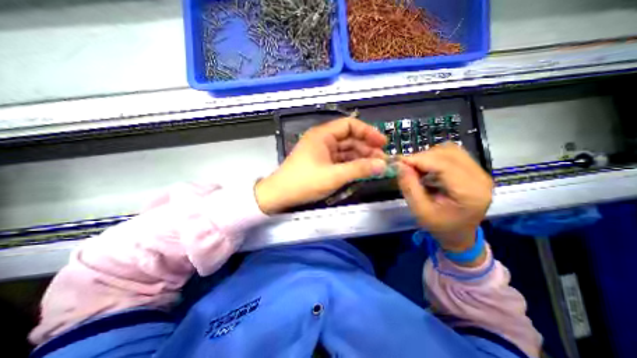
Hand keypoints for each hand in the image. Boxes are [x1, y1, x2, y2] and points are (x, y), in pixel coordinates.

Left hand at [256, 117, 388, 213]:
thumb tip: (383, 165)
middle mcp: (323, 140)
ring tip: (376, 167)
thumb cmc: (304, 182)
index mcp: (323, 135)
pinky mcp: (321, 163)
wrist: (279, 195)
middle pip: (349, 139)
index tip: (383, 142)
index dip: (368, 132)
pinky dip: (351, 165)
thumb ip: (359, 169)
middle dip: (367, 148)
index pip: (350, 125)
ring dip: (360, 157)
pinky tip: (362, 171)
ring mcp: (321, 152)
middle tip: (382, 160)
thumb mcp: (334, 176)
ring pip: (345, 151)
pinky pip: (340, 160)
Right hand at [397, 143, 491, 253]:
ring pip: (450, 150)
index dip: (419, 160)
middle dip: (422, 157)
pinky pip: (453, 154)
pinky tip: (427, 169)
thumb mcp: (420, 211)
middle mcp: (480, 178)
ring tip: (417, 169)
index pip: (443, 165)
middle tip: (406, 167)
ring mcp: (480, 172)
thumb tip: (399, 165)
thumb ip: (409, 186)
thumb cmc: (440, 227)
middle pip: (448, 153)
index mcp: (470, 192)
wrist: (460, 235)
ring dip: (429, 156)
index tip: (399, 162)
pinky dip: (435, 158)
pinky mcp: (475, 171)